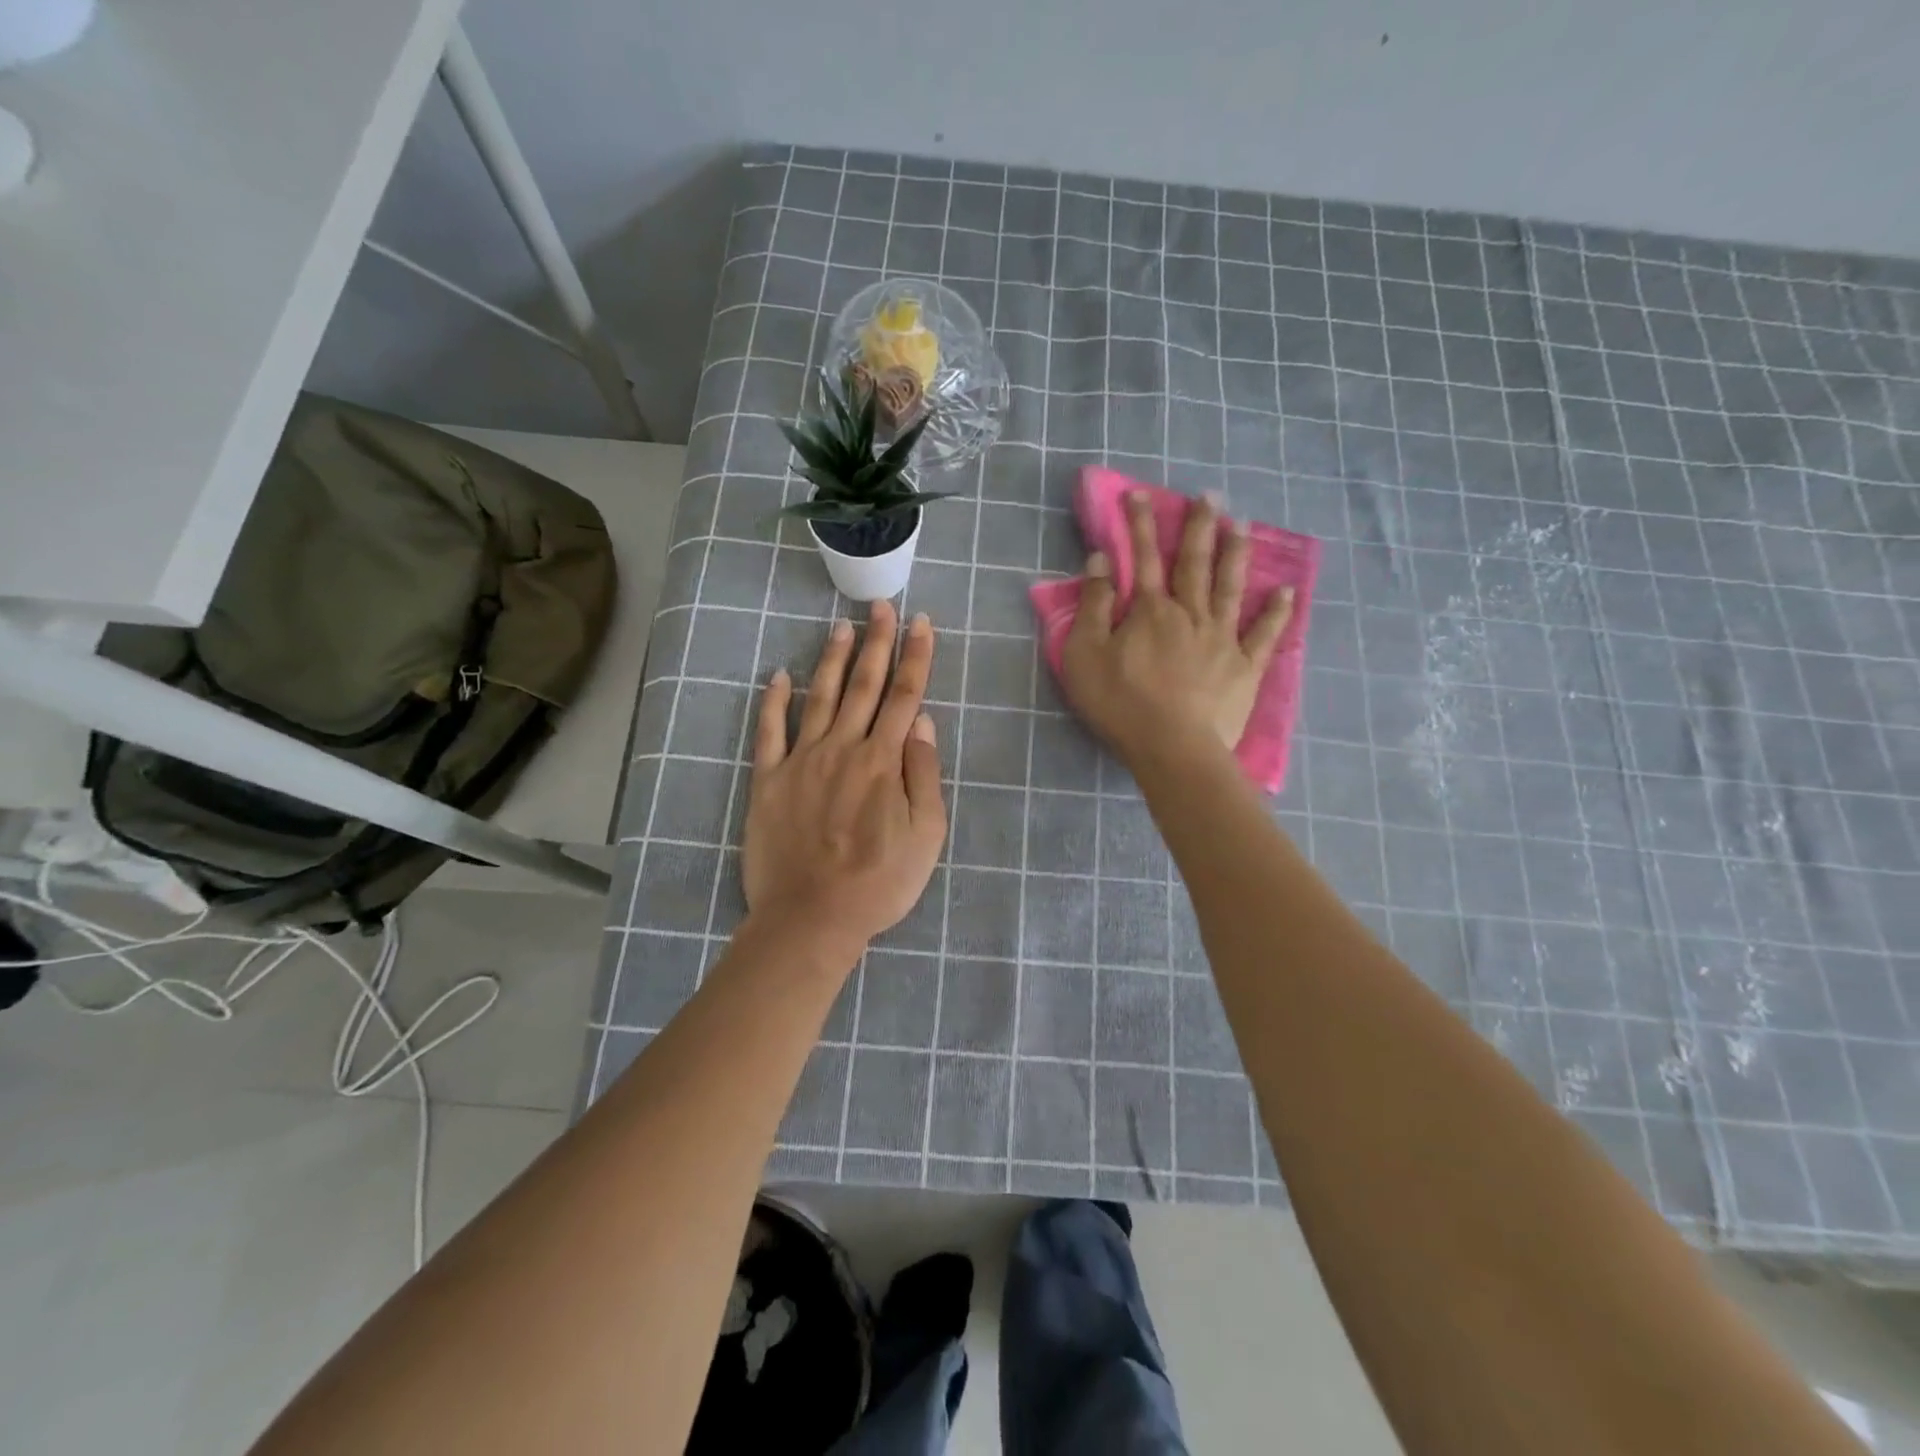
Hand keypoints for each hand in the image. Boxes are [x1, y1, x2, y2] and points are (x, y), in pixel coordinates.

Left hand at [743, 600, 946, 957]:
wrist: (811, 917)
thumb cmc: (878, 882)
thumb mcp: (926, 836)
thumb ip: (924, 774)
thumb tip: (921, 721)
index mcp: (884, 761)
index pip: (904, 695)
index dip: (915, 656)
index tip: (920, 623)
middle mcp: (843, 748)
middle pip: (864, 685)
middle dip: (876, 642)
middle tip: (881, 607)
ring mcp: (801, 761)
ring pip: (819, 697)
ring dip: (832, 659)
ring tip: (841, 627)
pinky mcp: (768, 780)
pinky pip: (769, 732)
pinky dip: (773, 701)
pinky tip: (777, 675)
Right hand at [1060, 491, 1293, 766]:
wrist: (1172, 748)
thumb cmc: (1120, 703)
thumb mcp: (1085, 654)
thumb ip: (1092, 605)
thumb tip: (1101, 560)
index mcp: (1150, 611)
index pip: (1143, 557)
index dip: (1140, 524)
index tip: (1139, 494)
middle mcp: (1190, 614)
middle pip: (1194, 563)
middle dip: (1199, 527)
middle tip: (1209, 496)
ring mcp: (1223, 639)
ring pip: (1231, 587)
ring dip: (1236, 554)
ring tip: (1242, 525)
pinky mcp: (1245, 667)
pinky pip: (1265, 635)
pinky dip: (1276, 612)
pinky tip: (1286, 591)